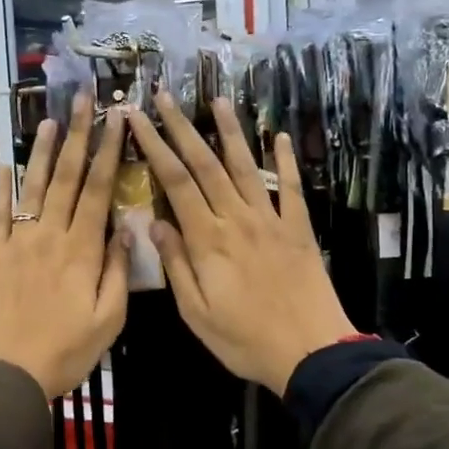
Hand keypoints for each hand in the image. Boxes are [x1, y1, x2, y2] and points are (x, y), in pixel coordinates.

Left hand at [0, 93, 130, 398]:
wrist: (8, 373)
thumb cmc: (66, 351)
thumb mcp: (109, 319)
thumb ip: (118, 271)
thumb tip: (127, 229)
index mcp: (83, 250)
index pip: (99, 190)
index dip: (109, 152)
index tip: (117, 120)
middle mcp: (51, 235)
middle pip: (68, 178)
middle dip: (79, 136)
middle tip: (84, 100)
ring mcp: (19, 241)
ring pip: (34, 187)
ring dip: (43, 152)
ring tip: (50, 120)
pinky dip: (2, 187)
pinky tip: (6, 163)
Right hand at [127, 91, 355, 395]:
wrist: (312, 352)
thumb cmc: (245, 339)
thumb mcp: (196, 312)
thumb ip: (175, 265)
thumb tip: (154, 222)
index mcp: (208, 239)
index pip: (175, 182)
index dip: (154, 146)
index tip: (136, 119)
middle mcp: (237, 219)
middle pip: (205, 164)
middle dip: (182, 127)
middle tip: (164, 97)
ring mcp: (271, 220)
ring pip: (245, 166)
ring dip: (230, 131)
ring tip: (217, 100)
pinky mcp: (299, 228)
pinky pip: (290, 187)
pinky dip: (284, 160)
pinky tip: (278, 136)